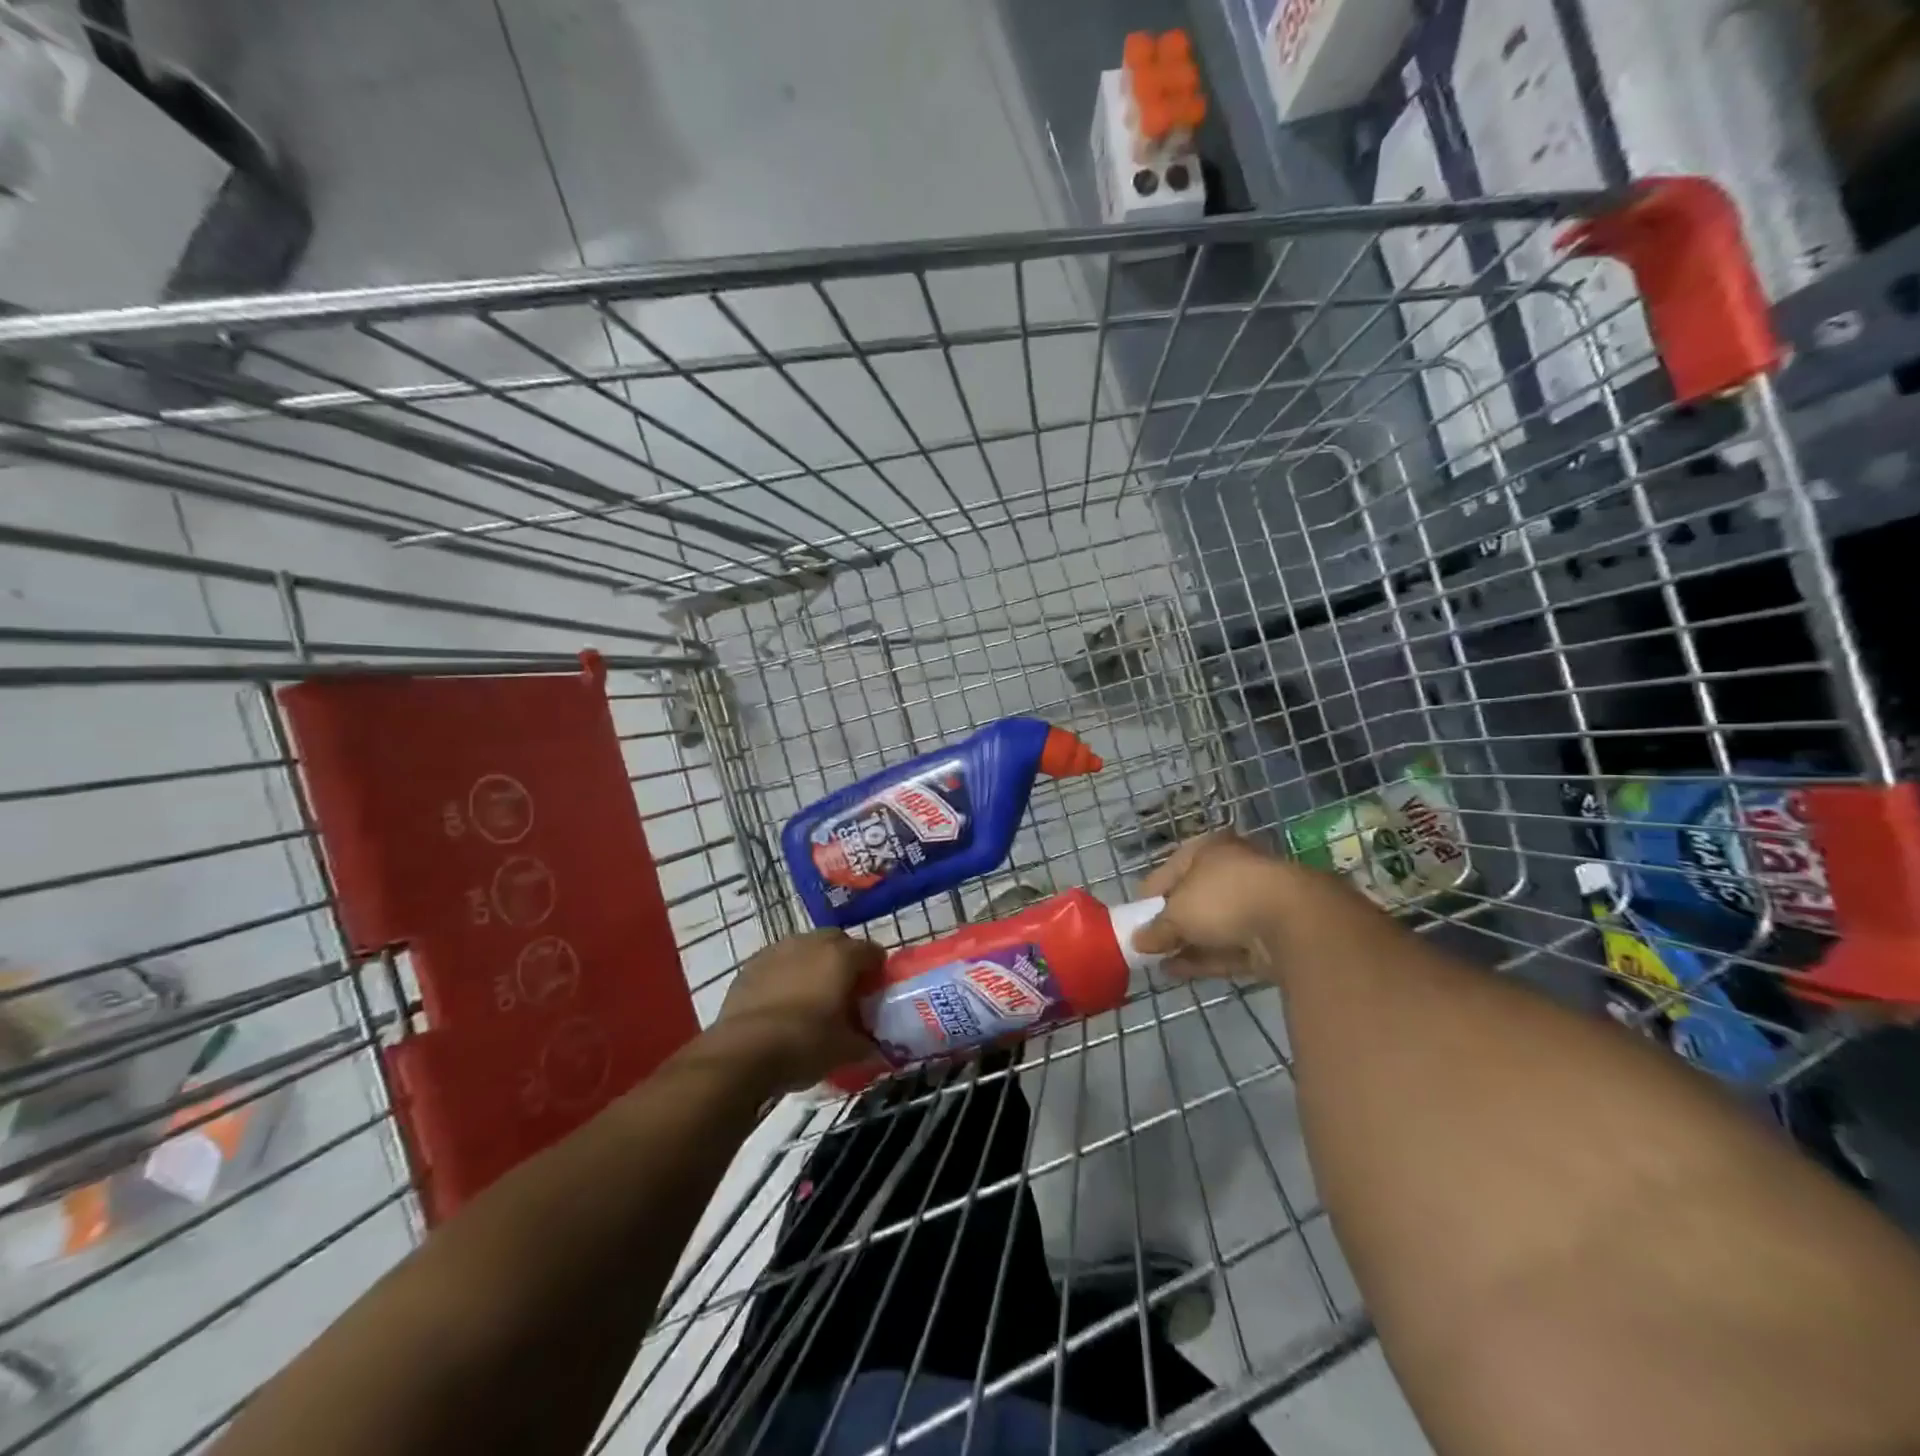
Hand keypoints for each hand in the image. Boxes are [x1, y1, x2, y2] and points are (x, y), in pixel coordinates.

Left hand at [710, 930, 881, 1092]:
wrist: (742, 1053)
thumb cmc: (804, 1044)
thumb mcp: (845, 1050)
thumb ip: (866, 1043)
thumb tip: (876, 1047)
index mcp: (841, 956)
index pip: (873, 952)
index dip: (877, 974)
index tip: (873, 997)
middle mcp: (811, 942)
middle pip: (838, 943)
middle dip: (845, 964)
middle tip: (844, 996)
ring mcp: (778, 950)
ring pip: (806, 949)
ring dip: (813, 966)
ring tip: (811, 999)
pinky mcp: (751, 965)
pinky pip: (778, 963)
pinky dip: (786, 975)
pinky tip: (782, 1004)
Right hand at [1133, 832, 1306, 980]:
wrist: (1295, 923)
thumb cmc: (1224, 898)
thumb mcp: (1177, 912)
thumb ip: (1156, 928)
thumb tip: (1137, 942)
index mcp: (1211, 849)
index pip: (1171, 868)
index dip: (1151, 893)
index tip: (1135, 917)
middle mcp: (1235, 870)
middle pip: (1194, 897)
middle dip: (1171, 921)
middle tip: (1149, 942)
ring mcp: (1256, 904)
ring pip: (1213, 925)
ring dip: (1187, 943)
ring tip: (1157, 961)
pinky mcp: (1271, 937)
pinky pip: (1229, 948)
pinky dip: (1205, 958)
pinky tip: (1178, 972)